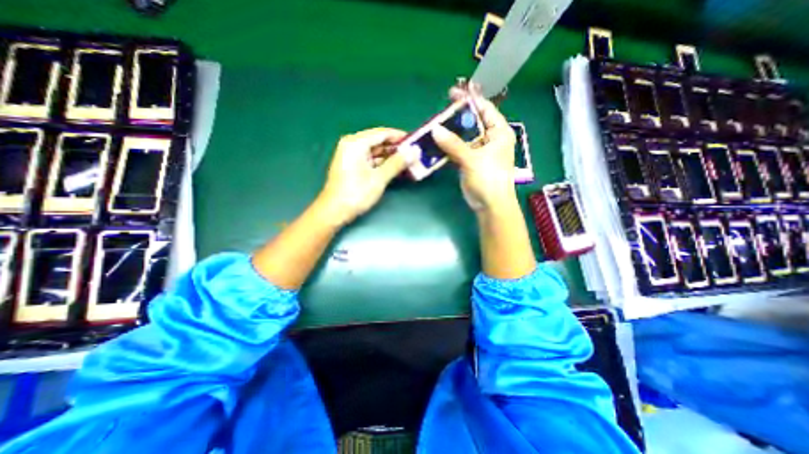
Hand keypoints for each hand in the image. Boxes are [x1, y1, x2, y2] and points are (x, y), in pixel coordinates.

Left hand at [320, 126, 410, 224]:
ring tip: (408, 161)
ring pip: (375, 152)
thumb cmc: (356, 193)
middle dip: (396, 148)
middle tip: (414, 153)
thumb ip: (397, 163)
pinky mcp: (352, 166)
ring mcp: (351, 156)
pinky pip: (371, 160)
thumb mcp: (379, 178)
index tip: (416, 141)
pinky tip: (396, 168)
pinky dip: (383, 163)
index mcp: (356, 143)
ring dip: (391, 157)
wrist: (334, 212)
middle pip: (379, 141)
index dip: (400, 136)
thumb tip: (415, 151)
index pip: (382, 133)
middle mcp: (352, 145)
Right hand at [432, 93, 513, 212]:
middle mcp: (489, 138)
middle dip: (456, 116)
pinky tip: (436, 142)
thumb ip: (453, 144)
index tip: (452, 93)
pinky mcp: (469, 161)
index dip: (469, 100)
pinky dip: (447, 146)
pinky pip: (457, 149)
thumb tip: (434, 129)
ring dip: (450, 132)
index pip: (485, 109)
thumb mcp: (472, 159)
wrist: (489, 205)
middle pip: (472, 121)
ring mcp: (478, 151)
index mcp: (499, 132)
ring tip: (434, 126)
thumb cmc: (489, 179)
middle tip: (439, 111)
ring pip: (462, 136)